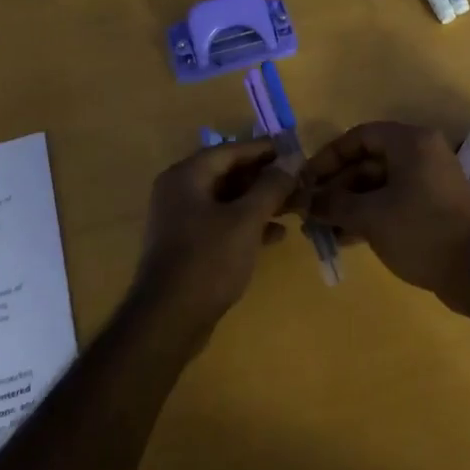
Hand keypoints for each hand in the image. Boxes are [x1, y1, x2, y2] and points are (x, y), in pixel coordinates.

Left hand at [131, 140, 296, 338]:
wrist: (169, 320)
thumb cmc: (208, 260)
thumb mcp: (246, 219)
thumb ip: (271, 186)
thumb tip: (293, 157)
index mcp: (187, 176)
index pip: (231, 150)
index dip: (265, 150)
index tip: (297, 152)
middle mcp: (179, 191)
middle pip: (229, 173)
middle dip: (265, 178)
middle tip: (300, 182)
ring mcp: (181, 220)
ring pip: (228, 200)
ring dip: (260, 202)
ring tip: (295, 207)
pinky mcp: (188, 245)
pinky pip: (222, 223)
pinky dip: (247, 224)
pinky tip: (276, 235)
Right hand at [298, 122, 469, 309]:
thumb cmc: (420, 232)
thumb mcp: (369, 217)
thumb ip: (333, 204)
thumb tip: (304, 202)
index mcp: (410, 142)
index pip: (359, 137)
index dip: (328, 157)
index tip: (306, 181)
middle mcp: (422, 153)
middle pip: (368, 161)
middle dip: (337, 187)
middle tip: (310, 210)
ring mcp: (430, 180)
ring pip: (379, 184)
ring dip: (350, 204)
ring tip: (321, 229)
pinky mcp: (434, 205)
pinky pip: (394, 200)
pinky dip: (370, 214)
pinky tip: (345, 237)